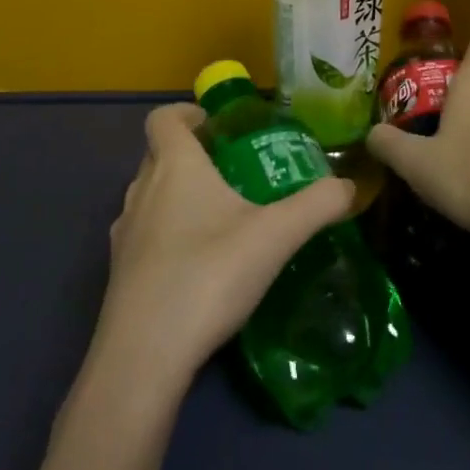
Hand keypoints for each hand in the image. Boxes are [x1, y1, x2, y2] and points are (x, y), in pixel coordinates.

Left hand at [91, 104, 354, 392]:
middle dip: (192, 154)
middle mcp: (141, 190)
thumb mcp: (275, 236)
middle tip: (233, 170)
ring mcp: (124, 233)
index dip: (187, 113)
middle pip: (158, 153)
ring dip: (177, 195)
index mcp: (174, 166)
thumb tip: (350, 186)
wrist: (143, 356)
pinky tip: (198, 265)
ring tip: (219, 217)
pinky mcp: (119, 273)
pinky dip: (167, 235)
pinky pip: (143, 235)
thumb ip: (317, 205)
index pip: (163, 118)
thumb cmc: (208, 275)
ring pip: (149, 195)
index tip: (218, 125)